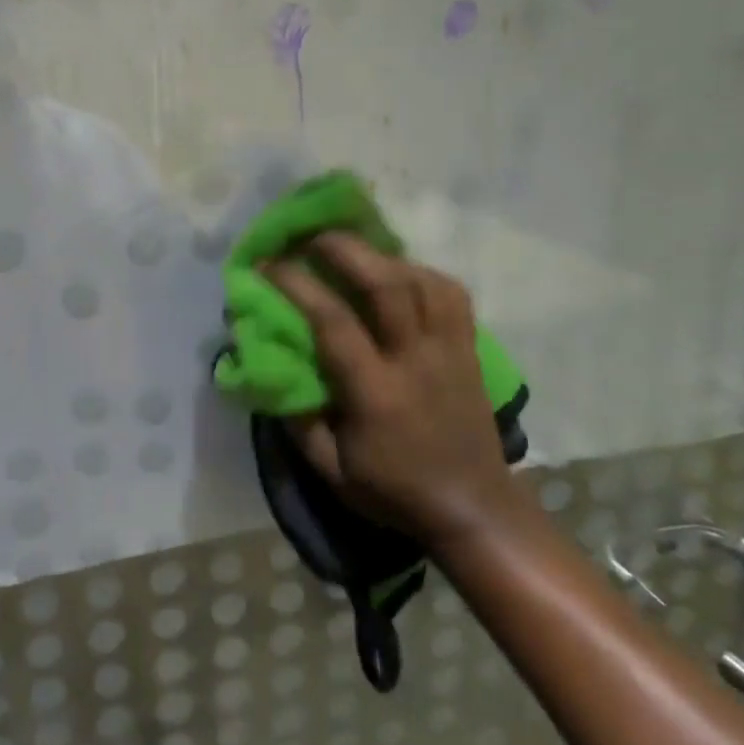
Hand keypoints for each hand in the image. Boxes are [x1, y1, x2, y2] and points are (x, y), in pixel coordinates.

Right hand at [268, 235, 522, 550]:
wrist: (476, 509)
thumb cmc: (395, 490)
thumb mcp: (331, 471)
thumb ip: (298, 420)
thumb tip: (273, 367)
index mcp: (376, 393)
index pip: (333, 322)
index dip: (296, 284)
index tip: (267, 264)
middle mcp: (416, 360)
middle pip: (386, 284)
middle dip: (342, 248)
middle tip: (308, 235)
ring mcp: (450, 349)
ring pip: (421, 279)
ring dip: (379, 253)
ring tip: (349, 247)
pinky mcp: (470, 347)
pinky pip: (449, 291)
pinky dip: (418, 270)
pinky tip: (395, 270)